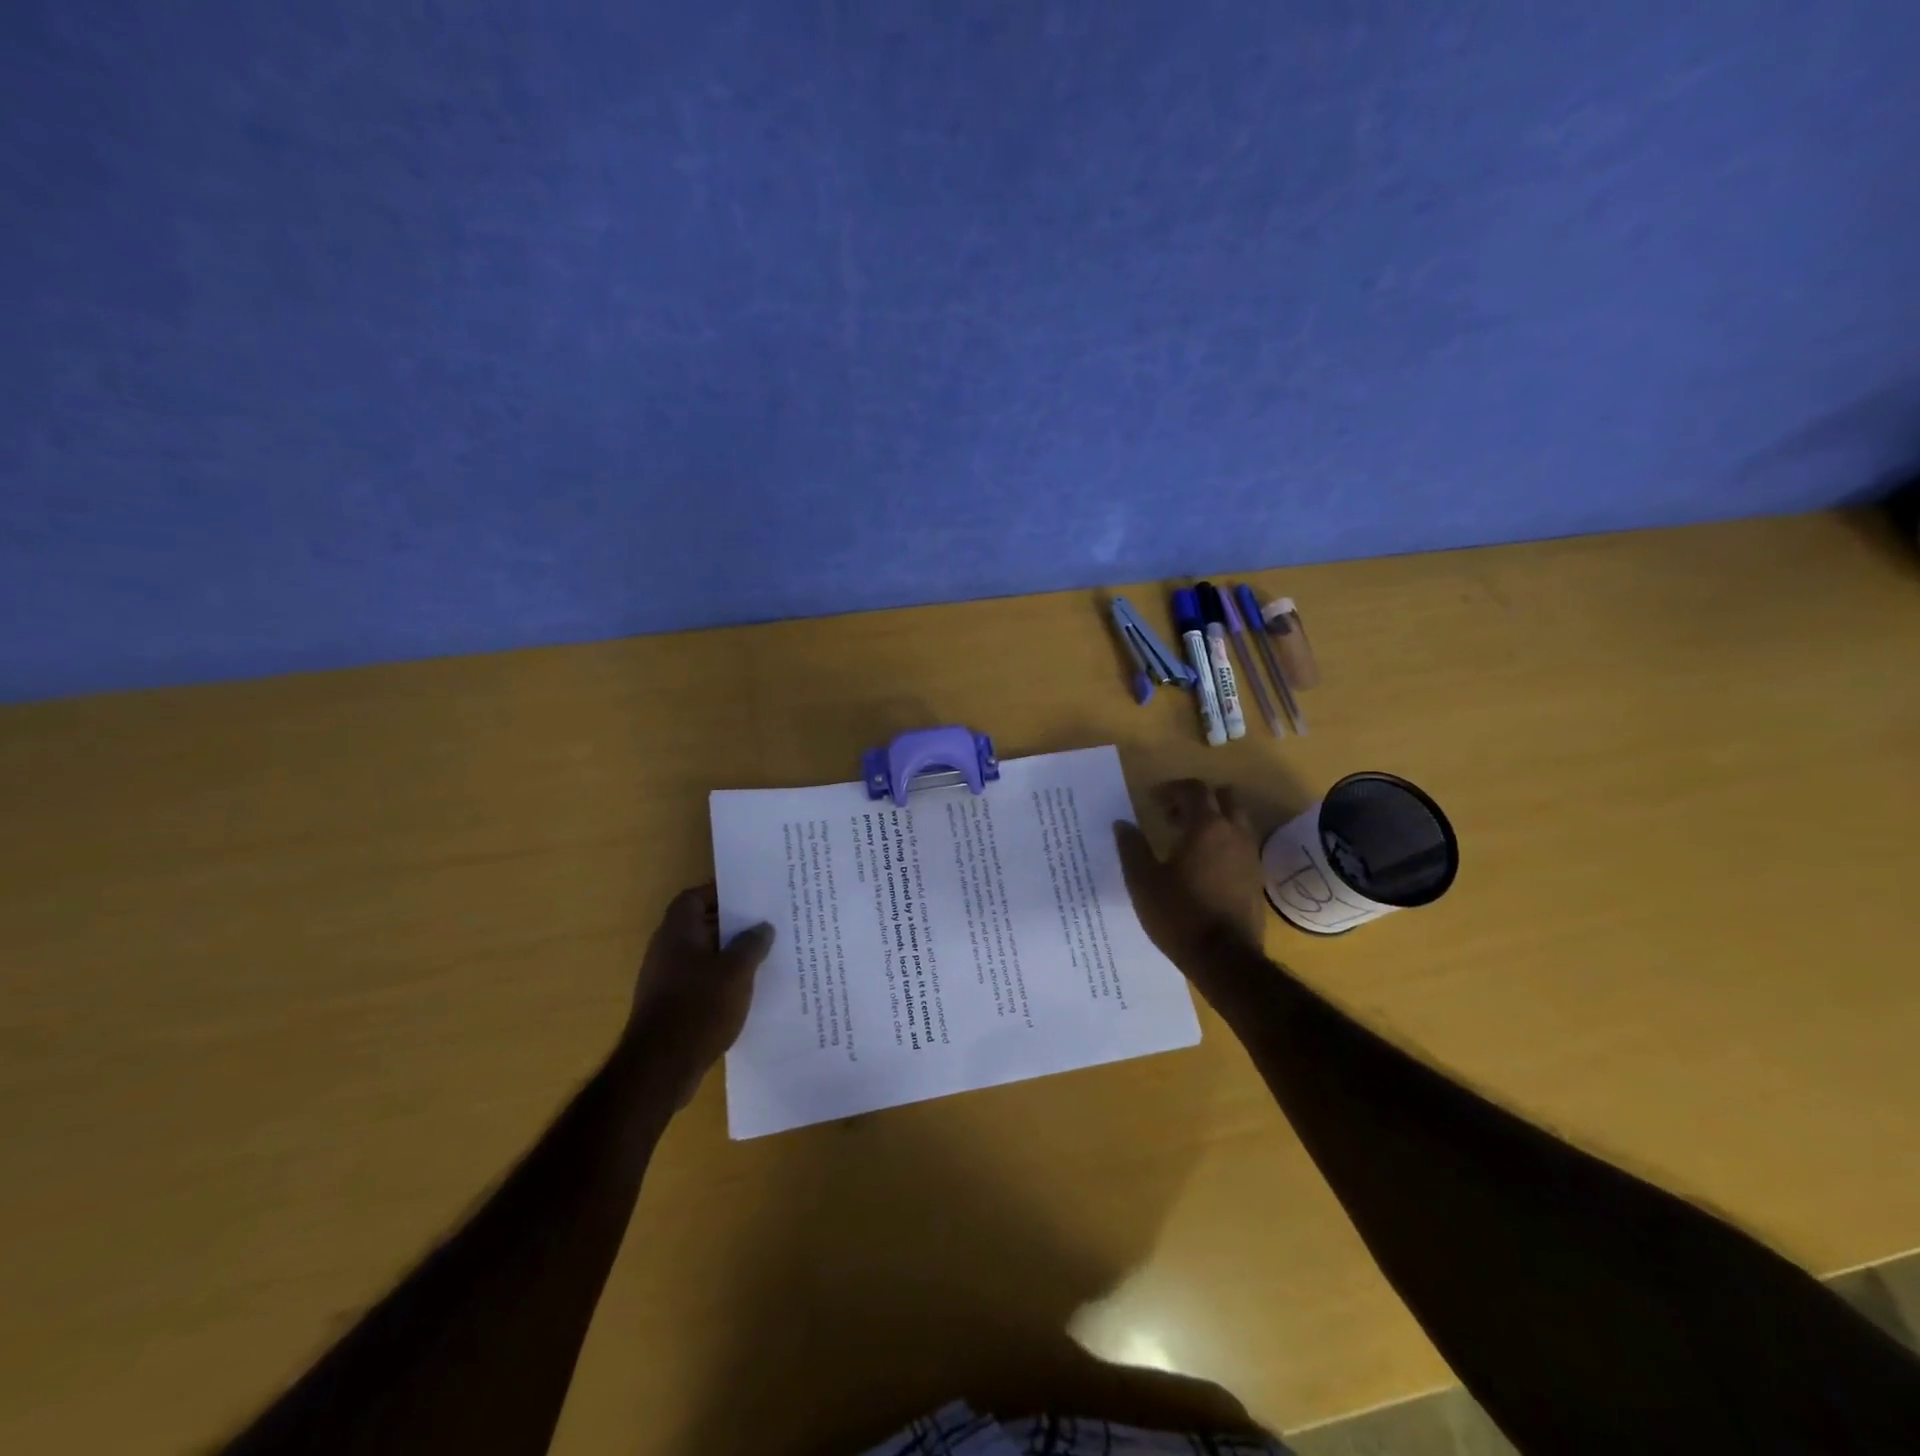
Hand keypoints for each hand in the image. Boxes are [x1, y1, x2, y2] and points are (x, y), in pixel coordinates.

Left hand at [625, 885, 773, 1104]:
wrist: (661, 1066)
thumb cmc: (700, 1005)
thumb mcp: (737, 970)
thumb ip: (752, 944)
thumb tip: (762, 927)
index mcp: (678, 931)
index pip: (694, 897)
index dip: (719, 893)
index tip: (748, 897)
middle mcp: (666, 949)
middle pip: (698, 925)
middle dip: (729, 924)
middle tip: (763, 925)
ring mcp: (664, 979)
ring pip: (700, 955)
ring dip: (726, 954)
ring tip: (760, 956)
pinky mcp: (668, 1006)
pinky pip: (697, 980)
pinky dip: (718, 979)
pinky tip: (743, 990)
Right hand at [1114, 780, 1265, 973]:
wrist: (1225, 959)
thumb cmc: (1179, 915)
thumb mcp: (1143, 882)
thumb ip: (1131, 847)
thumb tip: (1122, 823)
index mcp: (1206, 827)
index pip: (1193, 789)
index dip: (1170, 789)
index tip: (1151, 801)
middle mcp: (1234, 833)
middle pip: (1223, 796)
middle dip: (1197, 799)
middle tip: (1172, 816)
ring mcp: (1250, 854)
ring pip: (1235, 819)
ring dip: (1213, 819)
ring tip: (1186, 840)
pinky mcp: (1256, 877)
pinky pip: (1240, 843)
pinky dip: (1223, 841)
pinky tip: (1203, 865)